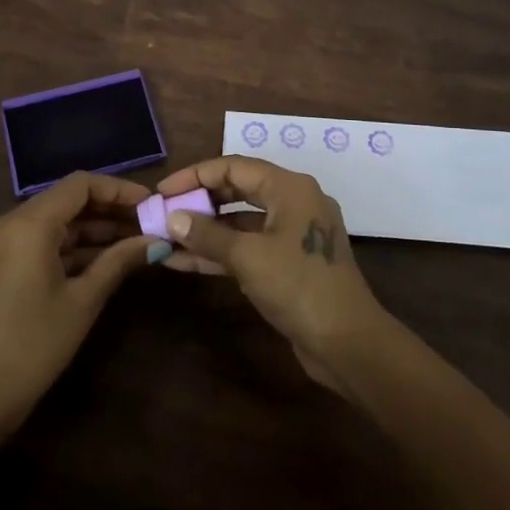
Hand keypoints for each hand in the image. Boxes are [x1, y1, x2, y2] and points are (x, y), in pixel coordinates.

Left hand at [0, 172, 159, 452]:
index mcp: (27, 224)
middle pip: (67, 200)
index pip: (80, 185)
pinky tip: (104, 259)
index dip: (119, 190)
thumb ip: (119, 261)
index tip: (150, 204)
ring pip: (54, 220)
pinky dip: (71, 246)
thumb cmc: (33, 347)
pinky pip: (40, 240)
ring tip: (134, 241)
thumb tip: (156, 241)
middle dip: (109, 210)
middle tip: (148, 224)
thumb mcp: (83, 301)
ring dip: (92, 229)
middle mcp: (8, 222)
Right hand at [154, 157, 390, 392]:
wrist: (347, 343)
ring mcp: (291, 234)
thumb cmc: (299, 286)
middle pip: (237, 190)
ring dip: (205, 231)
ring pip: (240, 223)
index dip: (195, 175)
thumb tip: (172, 218)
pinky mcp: (288, 263)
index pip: (234, 166)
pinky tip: (183, 262)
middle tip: (163, 212)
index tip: (162, 191)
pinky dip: (219, 252)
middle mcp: (293, 202)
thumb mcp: (248, 257)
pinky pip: (248, 247)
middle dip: (199, 202)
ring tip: (165, 238)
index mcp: (290, 187)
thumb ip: (207, 234)